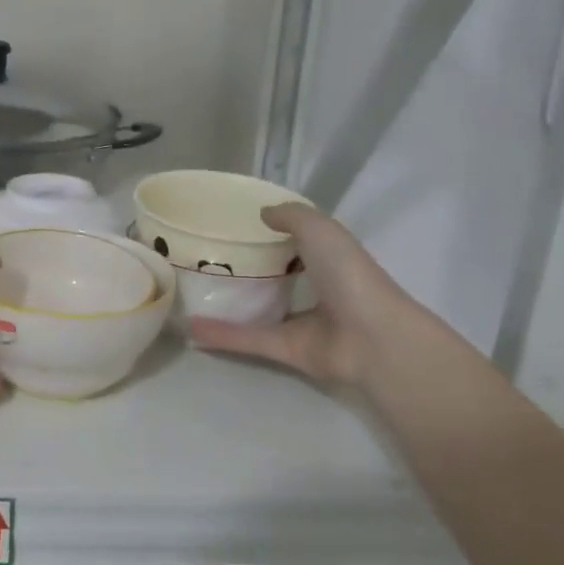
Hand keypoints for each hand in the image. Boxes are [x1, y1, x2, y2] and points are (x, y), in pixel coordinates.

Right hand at [188, 204, 412, 386]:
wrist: (371, 336)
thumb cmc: (348, 274)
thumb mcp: (320, 229)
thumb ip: (291, 216)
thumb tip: (263, 213)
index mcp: (329, 258)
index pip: (299, 243)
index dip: (273, 234)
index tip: (238, 226)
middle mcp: (316, 289)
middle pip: (277, 278)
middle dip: (248, 270)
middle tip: (207, 259)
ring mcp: (302, 323)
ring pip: (260, 311)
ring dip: (230, 306)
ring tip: (194, 295)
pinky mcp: (287, 351)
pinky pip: (250, 339)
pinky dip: (223, 336)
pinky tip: (192, 330)